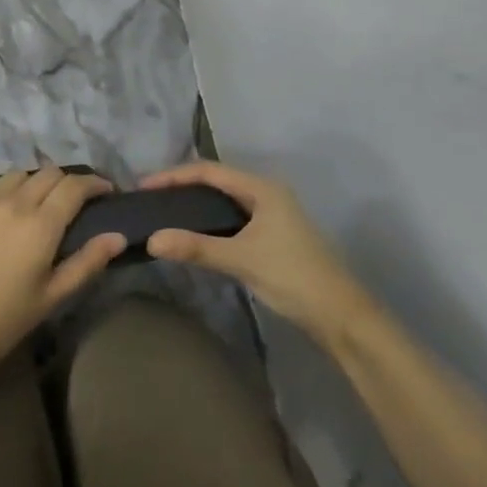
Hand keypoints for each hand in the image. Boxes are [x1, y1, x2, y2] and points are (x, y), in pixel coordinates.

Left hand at [0, 167, 126, 387]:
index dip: (94, 183)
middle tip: (70, 202)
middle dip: (65, 182)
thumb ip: (85, 264)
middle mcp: (12, 202)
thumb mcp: (48, 300)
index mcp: (40, 225)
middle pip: (48, 173)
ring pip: (15, 176)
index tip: (104, 191)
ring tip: (31, 206)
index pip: (75, 186)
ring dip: (31, 184)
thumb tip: (117, 236)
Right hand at [142, 161, 371, 339]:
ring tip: (166, 213)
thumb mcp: (241, 259)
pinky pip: (233, 217)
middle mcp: (267, 193)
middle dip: (183, 187)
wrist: (341, 316)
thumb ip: (197, 247)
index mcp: (262, 187)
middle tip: (151, 199)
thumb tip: (153, 240)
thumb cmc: (293, 276)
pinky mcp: (273, 235)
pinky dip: (211, 220)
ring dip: (197, 204)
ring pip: (225, 200)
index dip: (174, 176)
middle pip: (217, 181)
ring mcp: (272, 214)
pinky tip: (195, 233)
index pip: (209, 171)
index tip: (145, 186)